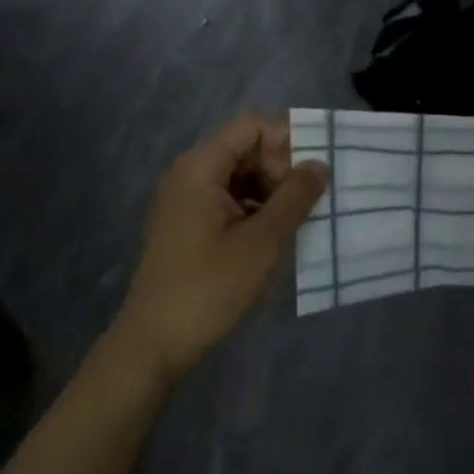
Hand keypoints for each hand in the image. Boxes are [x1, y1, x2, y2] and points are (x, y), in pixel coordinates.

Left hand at [115, 113, 328, 382]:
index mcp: (200, 167)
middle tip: (307, 201)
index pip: (252, 127)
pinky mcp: (189, 224)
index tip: (312, 173)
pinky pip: (229, 198)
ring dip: (271, 190)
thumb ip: (295, 196)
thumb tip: (320, 163)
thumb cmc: (208, 287)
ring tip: (298, 218)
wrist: (153, 346)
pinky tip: (275, 233)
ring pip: (241, 175)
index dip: (287, 141)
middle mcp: (190, 173)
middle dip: (281, 168)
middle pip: (246, 148)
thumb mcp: (262, 241)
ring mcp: (186, 199)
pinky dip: (255, 207)